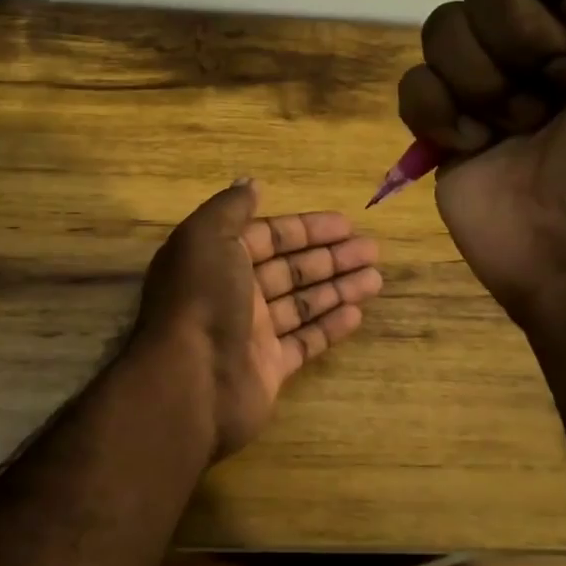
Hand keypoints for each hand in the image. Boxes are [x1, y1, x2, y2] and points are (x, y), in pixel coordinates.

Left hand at [134, 179, 382, 460]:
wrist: (189, 382)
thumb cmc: (201, 300)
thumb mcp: (207, 237)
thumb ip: (230, 208)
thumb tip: (250, 183)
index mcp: (218, 259)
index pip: (268, 237)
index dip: (306, 229)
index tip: (346, 223)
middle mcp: (234, 293)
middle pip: (290, 269)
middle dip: (330, 257)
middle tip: (372, 250)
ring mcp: (252, 333)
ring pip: (302, 303)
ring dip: (338, 288)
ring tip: (377, 279)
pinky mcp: (268, 368)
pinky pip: (304, 342)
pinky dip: (329, 327)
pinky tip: (357, 314)